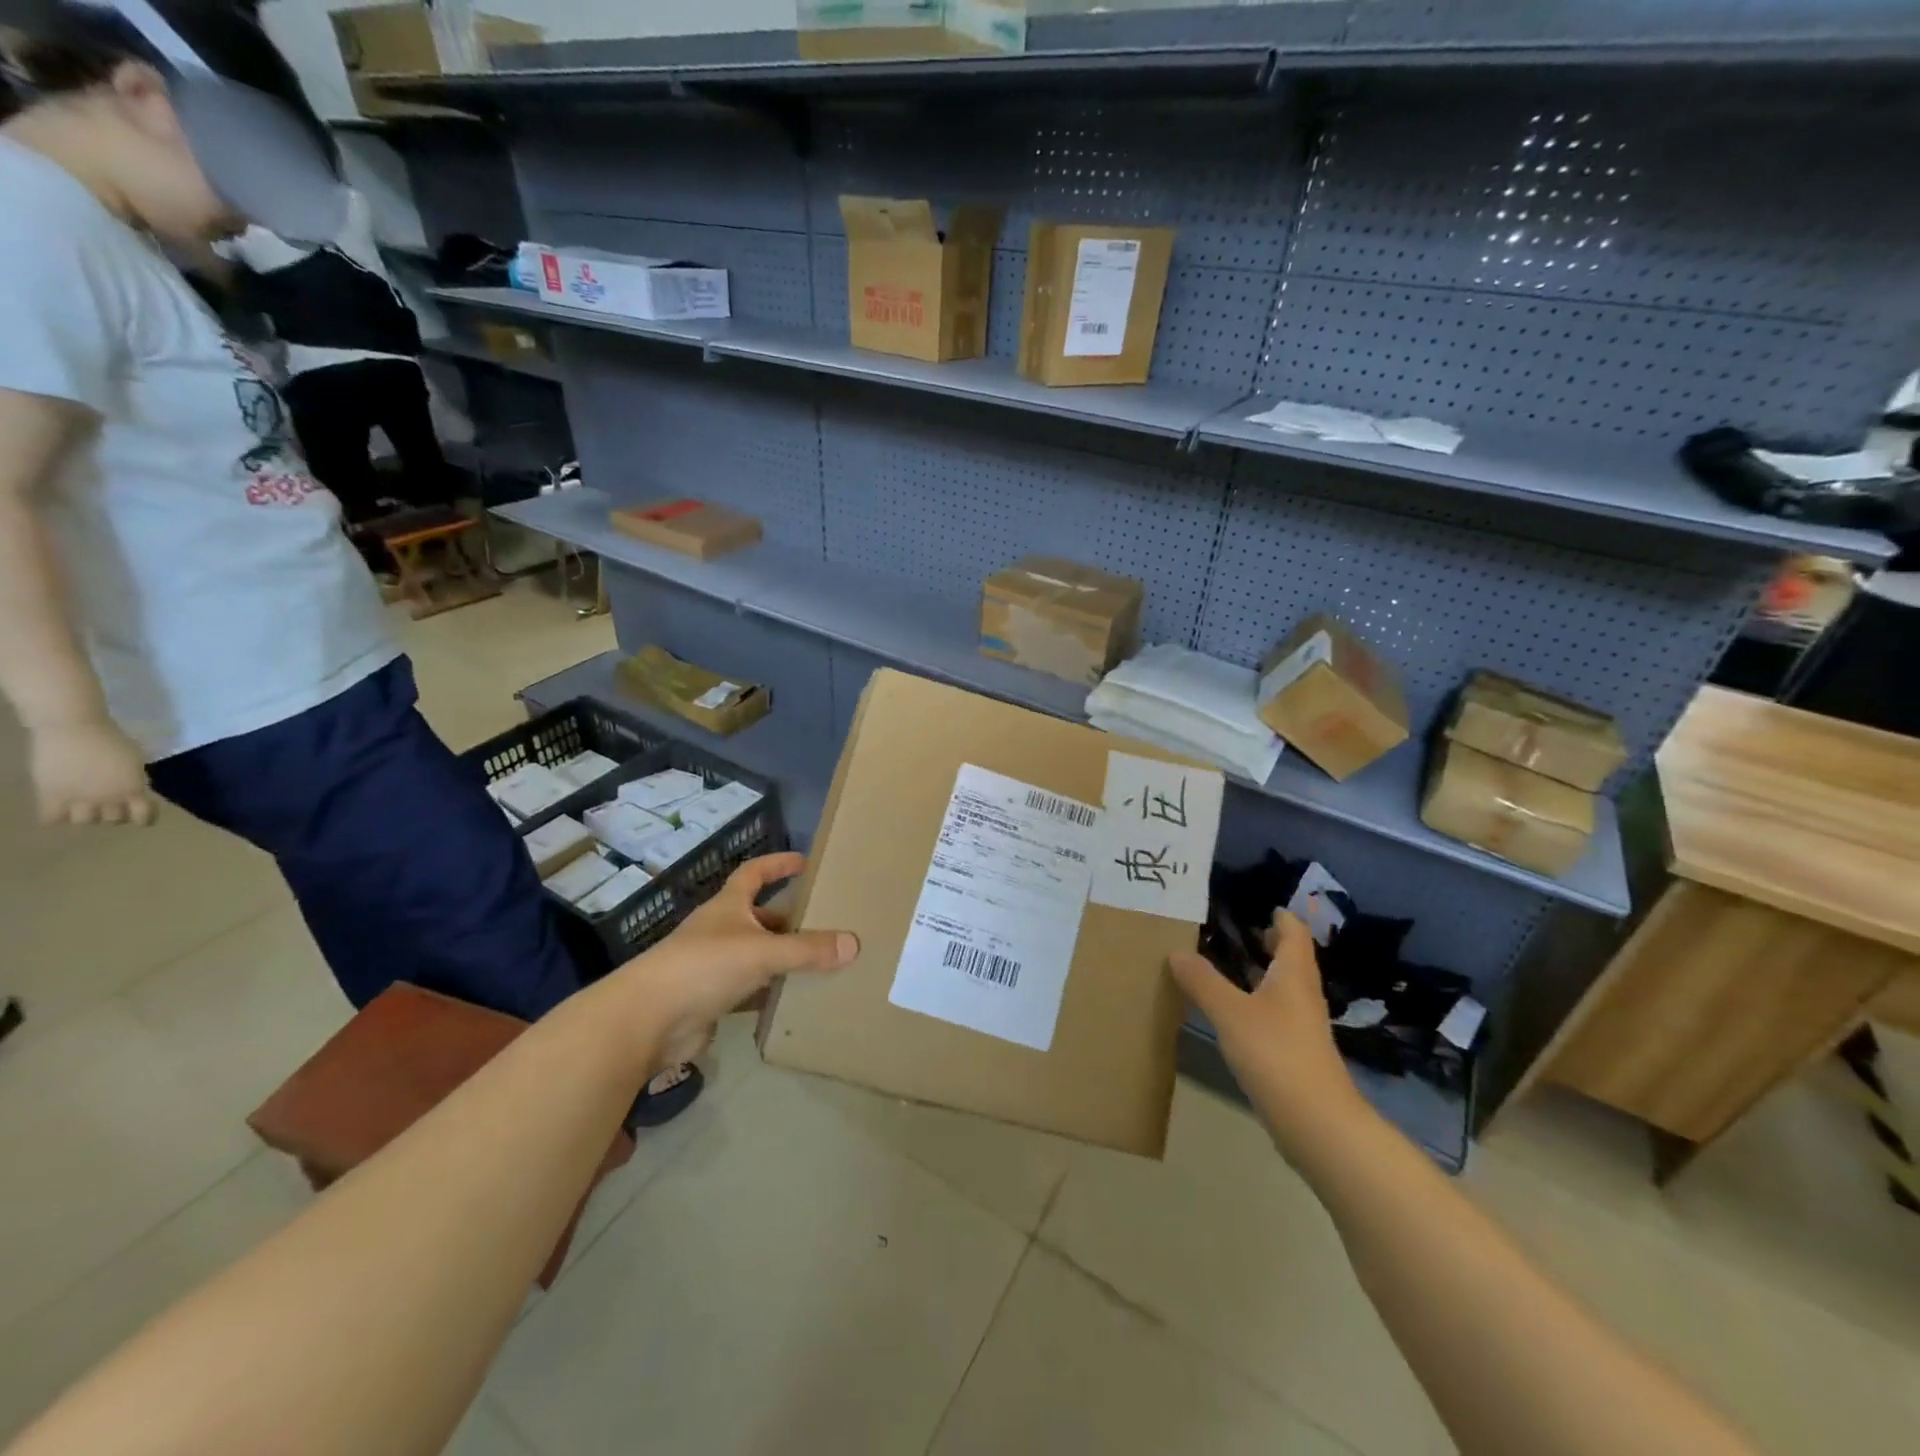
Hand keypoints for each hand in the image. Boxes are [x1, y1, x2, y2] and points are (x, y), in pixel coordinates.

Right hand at [29, 718, 155, 826]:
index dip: (143, 818)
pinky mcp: (50, 794)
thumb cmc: (112, 740)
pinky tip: (59, 808)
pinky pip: (51, 818)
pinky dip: (56, 816)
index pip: (143, 815)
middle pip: (113, 819)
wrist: (76, 729)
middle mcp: (108, 798)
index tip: (142, 818)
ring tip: (84, 806)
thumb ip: (135, 779)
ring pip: (84, 821)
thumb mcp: (136, 762)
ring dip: (86, 816)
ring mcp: (78, 798)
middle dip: (113, 814)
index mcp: (133, 789)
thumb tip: (136, 791)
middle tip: (109, 806)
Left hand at [614, 852, 857, 1069]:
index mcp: (728, 907)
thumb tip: (854, 943)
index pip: (754, 873)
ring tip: (820, 962)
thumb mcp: (762, 952)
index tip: (805, 862)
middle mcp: (719, 930)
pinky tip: (794, 1000)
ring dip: (781, 958)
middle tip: (825, 924)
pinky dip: (770, 993)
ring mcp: (712, 966)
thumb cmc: (704, 967)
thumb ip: (807, 949)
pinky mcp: (710, 1000)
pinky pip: (749, 991)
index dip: (778, 864)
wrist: (647, 1021)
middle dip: (789, 919)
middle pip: (759, 917)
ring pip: (756, 955)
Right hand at [1169, 911, 1364, 1158]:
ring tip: (1228, 966)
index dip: (1281, 917)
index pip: (1294, 933)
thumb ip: (1202, 981)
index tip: (1261, 905)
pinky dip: (1257, 1002)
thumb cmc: (1275, 1054)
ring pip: (1284, 988)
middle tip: (1238, 931)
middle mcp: (1303, 995)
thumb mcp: (1230, 1012)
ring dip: (1262, 973)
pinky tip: (1234, 1012)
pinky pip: (1276, 1014)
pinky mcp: (1296, 1053)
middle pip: (1292, 959)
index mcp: (1294, 975)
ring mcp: (1303, 1027)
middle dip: (1270, 943)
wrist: (1316, 1123)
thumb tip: (1177, 952)